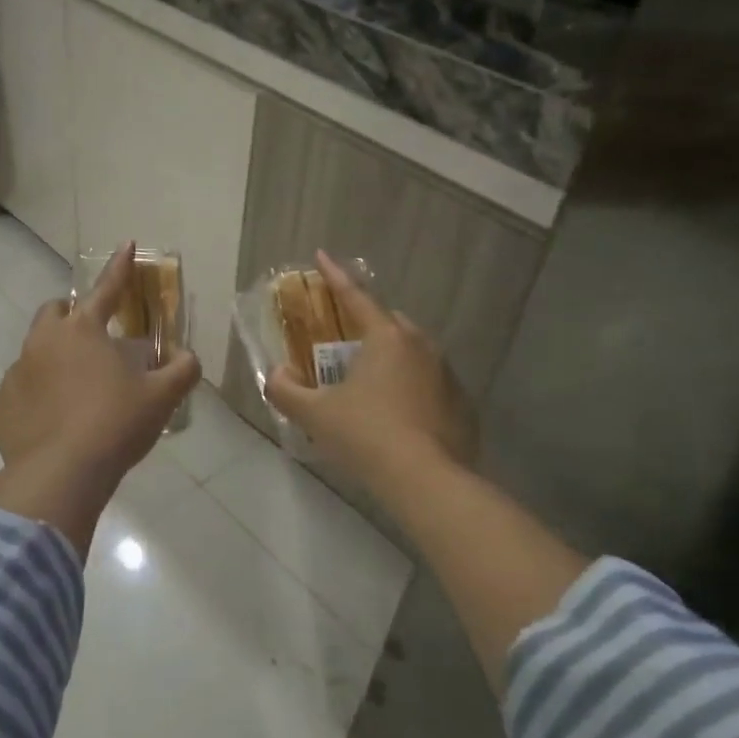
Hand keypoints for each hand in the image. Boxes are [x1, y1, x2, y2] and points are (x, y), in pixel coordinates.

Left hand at [0, 243, 200, 553]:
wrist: (61, 475)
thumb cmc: (116, 425)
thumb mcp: (162, 397)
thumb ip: (182, 370)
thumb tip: (186, 357)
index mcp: (83, 330)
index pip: (107, 289)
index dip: (120, 267)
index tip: (127, 245)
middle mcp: (43, 342)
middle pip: (55, 312)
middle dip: (73, 315)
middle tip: (95, 340)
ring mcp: (16, 373)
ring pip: (35, 352)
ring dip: (55, 359)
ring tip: (76, 391)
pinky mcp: (0, 406)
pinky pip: (20, 392)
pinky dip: (37, 397)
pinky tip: (53, 423)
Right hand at [265, 251, 475, 495]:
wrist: (427, 481)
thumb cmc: (366, 436)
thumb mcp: (314, 414)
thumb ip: (285, 390)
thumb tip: (276, 375)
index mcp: (386, 337)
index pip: (355, 297)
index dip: (334, 276)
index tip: (321, 256)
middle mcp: (421, 346)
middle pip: (387, 324)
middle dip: (364, 326)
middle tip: (342, 345)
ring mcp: (447, 374)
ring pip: (411, 353)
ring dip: (389, 359)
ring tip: (369, 385)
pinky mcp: (462, 404)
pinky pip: (428, 383)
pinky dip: (410, 388)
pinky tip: (397, 416)